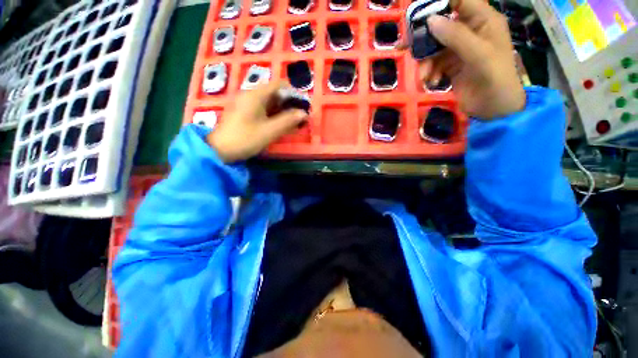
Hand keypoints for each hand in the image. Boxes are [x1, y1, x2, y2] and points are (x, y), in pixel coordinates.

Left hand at [206, 81, 308, 162]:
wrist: (220, 150)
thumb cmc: (246, 138)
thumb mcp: (270, 131)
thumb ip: (288, 121)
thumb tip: (304, 113)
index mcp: (256, 95)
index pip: (279, 85)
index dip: (293, 93)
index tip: (302, 105)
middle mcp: (250, 94)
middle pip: (274, 92)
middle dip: (288, 103)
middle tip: (299, 116)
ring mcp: (245, 103)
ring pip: (268, 101)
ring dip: (281, 109)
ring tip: (291, 121)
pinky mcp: (243, 111)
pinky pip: (262, 108)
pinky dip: (272, 114)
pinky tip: (278, 123)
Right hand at [417, 0, 525, 118]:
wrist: (494, 109)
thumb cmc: (495, 79)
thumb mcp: (478, 55)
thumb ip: (456, 36)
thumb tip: (430, 20)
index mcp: (483, 20)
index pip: (459, 0)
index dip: (439, 3)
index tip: (418, 15)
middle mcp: (470, 31)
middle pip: (441, 24)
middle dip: (424, 37)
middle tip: (405, 47)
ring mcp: (459, 49)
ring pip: (434, 46)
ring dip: (425, 61)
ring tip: (425, 76)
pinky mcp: (451, 65)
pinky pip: (434, 63)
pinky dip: (430, 72)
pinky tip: (432, 82)